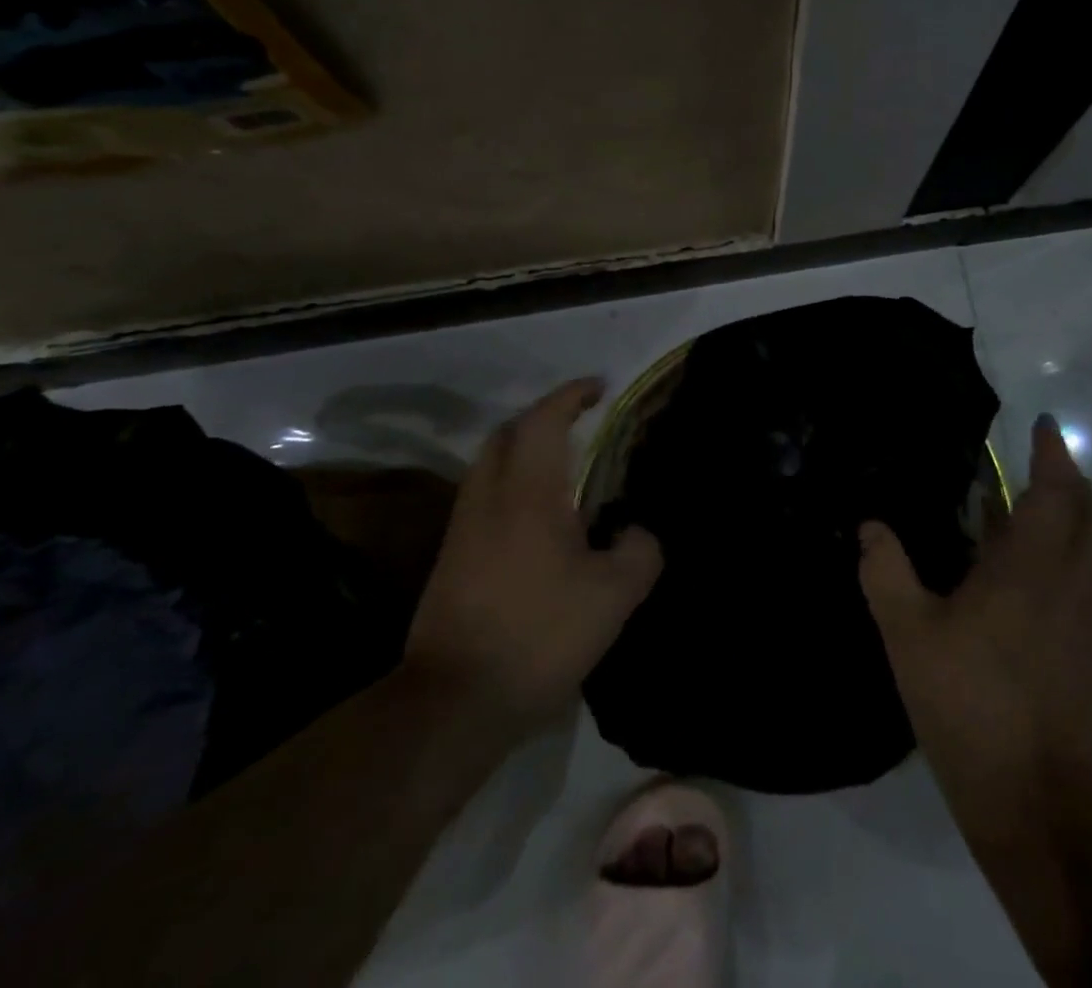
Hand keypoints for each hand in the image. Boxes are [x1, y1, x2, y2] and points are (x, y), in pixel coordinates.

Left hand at [404, 379, 662, 730]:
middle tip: (581, 424)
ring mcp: (463, 529)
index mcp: (528, 493)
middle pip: (507, 433)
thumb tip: (637, 533)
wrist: (454, 702)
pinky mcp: (451, 560)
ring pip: (489, 466)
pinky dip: (512, 486)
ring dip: (524, 451)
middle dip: (544, 417)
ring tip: (564, 469)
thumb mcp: (614, 596)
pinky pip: (484, 498)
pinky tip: (538, 521)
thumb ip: (640, 551)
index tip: (600, 387)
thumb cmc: (539, 635)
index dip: (571, 395)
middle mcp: (488, 498)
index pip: (543, 420)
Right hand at [859, 415, 1091, 820]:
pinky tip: (1019, 566)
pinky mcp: (1086, 645)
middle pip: (1088, 511)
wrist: (1036, 799)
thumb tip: (870, 527)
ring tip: (1021, 503)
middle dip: (1067, 477)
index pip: (1054, 491)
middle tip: (1034, 458)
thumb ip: (886, 572)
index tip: (1043, 424)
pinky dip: (1061, 549)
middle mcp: (1070, 581)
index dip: (1051, 454)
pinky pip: (1081, 574)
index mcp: (1031, 567)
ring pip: (1090, 544)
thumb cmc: (970, 704)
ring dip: (1067, 512)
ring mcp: (1084, 615)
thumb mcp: (908, 635)